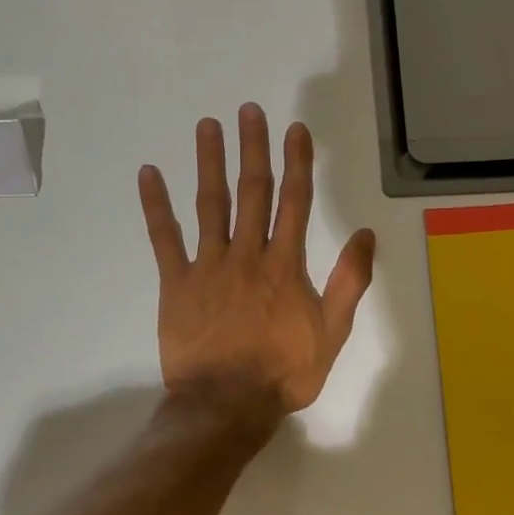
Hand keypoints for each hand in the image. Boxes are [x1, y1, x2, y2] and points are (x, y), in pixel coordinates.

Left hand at [138, 104, 376, 419]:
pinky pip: (164, 239)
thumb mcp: (332, 332)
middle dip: (253, 149)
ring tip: (207, 126)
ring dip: (209, 163)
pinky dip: (156, 206)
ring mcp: (208, 266)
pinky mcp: (176, 284)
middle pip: (252, 192)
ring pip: (209, 204)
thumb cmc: (284, 372)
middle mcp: (247, 254)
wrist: (228, 404)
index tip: (295, 130)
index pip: (295, 202)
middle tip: (248, 110)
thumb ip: (350, 282)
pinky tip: (148, 175)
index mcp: (286, 265)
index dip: (297, 163)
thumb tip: (365, 234)